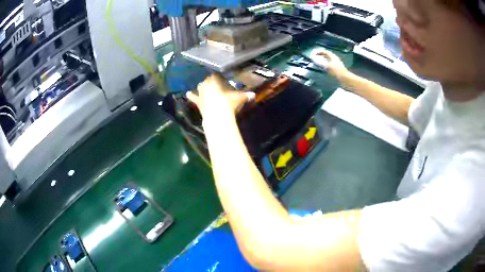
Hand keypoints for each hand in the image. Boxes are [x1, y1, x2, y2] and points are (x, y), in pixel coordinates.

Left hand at [187, 74, 254, 116]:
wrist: (218, 116)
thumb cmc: (229, 103)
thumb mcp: (239, 98)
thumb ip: (246, 96)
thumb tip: (253, 95)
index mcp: (216, 80)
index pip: (216, 75)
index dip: (219, 77)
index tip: (222, 79)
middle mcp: (207, 84)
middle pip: (208, 80)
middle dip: (211, 82)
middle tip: (216, 85)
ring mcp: (201, 92)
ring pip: (200, 87)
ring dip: (202, 87)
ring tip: (205, 88)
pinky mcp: (197, 102)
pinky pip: (192, 97)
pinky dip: (190, 95)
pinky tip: (187, 93)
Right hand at [312, 50, 348, 78]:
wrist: (344, 78)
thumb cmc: (336, 71)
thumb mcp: (327, 66)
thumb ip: (320, 63)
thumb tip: (315, 60)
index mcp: (333, 57)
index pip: (326, 52)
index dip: (321, 52)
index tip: (316, 53)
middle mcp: (335, 59)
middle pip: (328, 56)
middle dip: (322, 55)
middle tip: (317, 56)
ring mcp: (337, 64)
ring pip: (330, 60)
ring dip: (325, 60)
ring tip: (320, 62)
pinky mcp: (338, 69)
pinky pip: (331, 65)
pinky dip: (327, 65)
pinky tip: (325, 68)